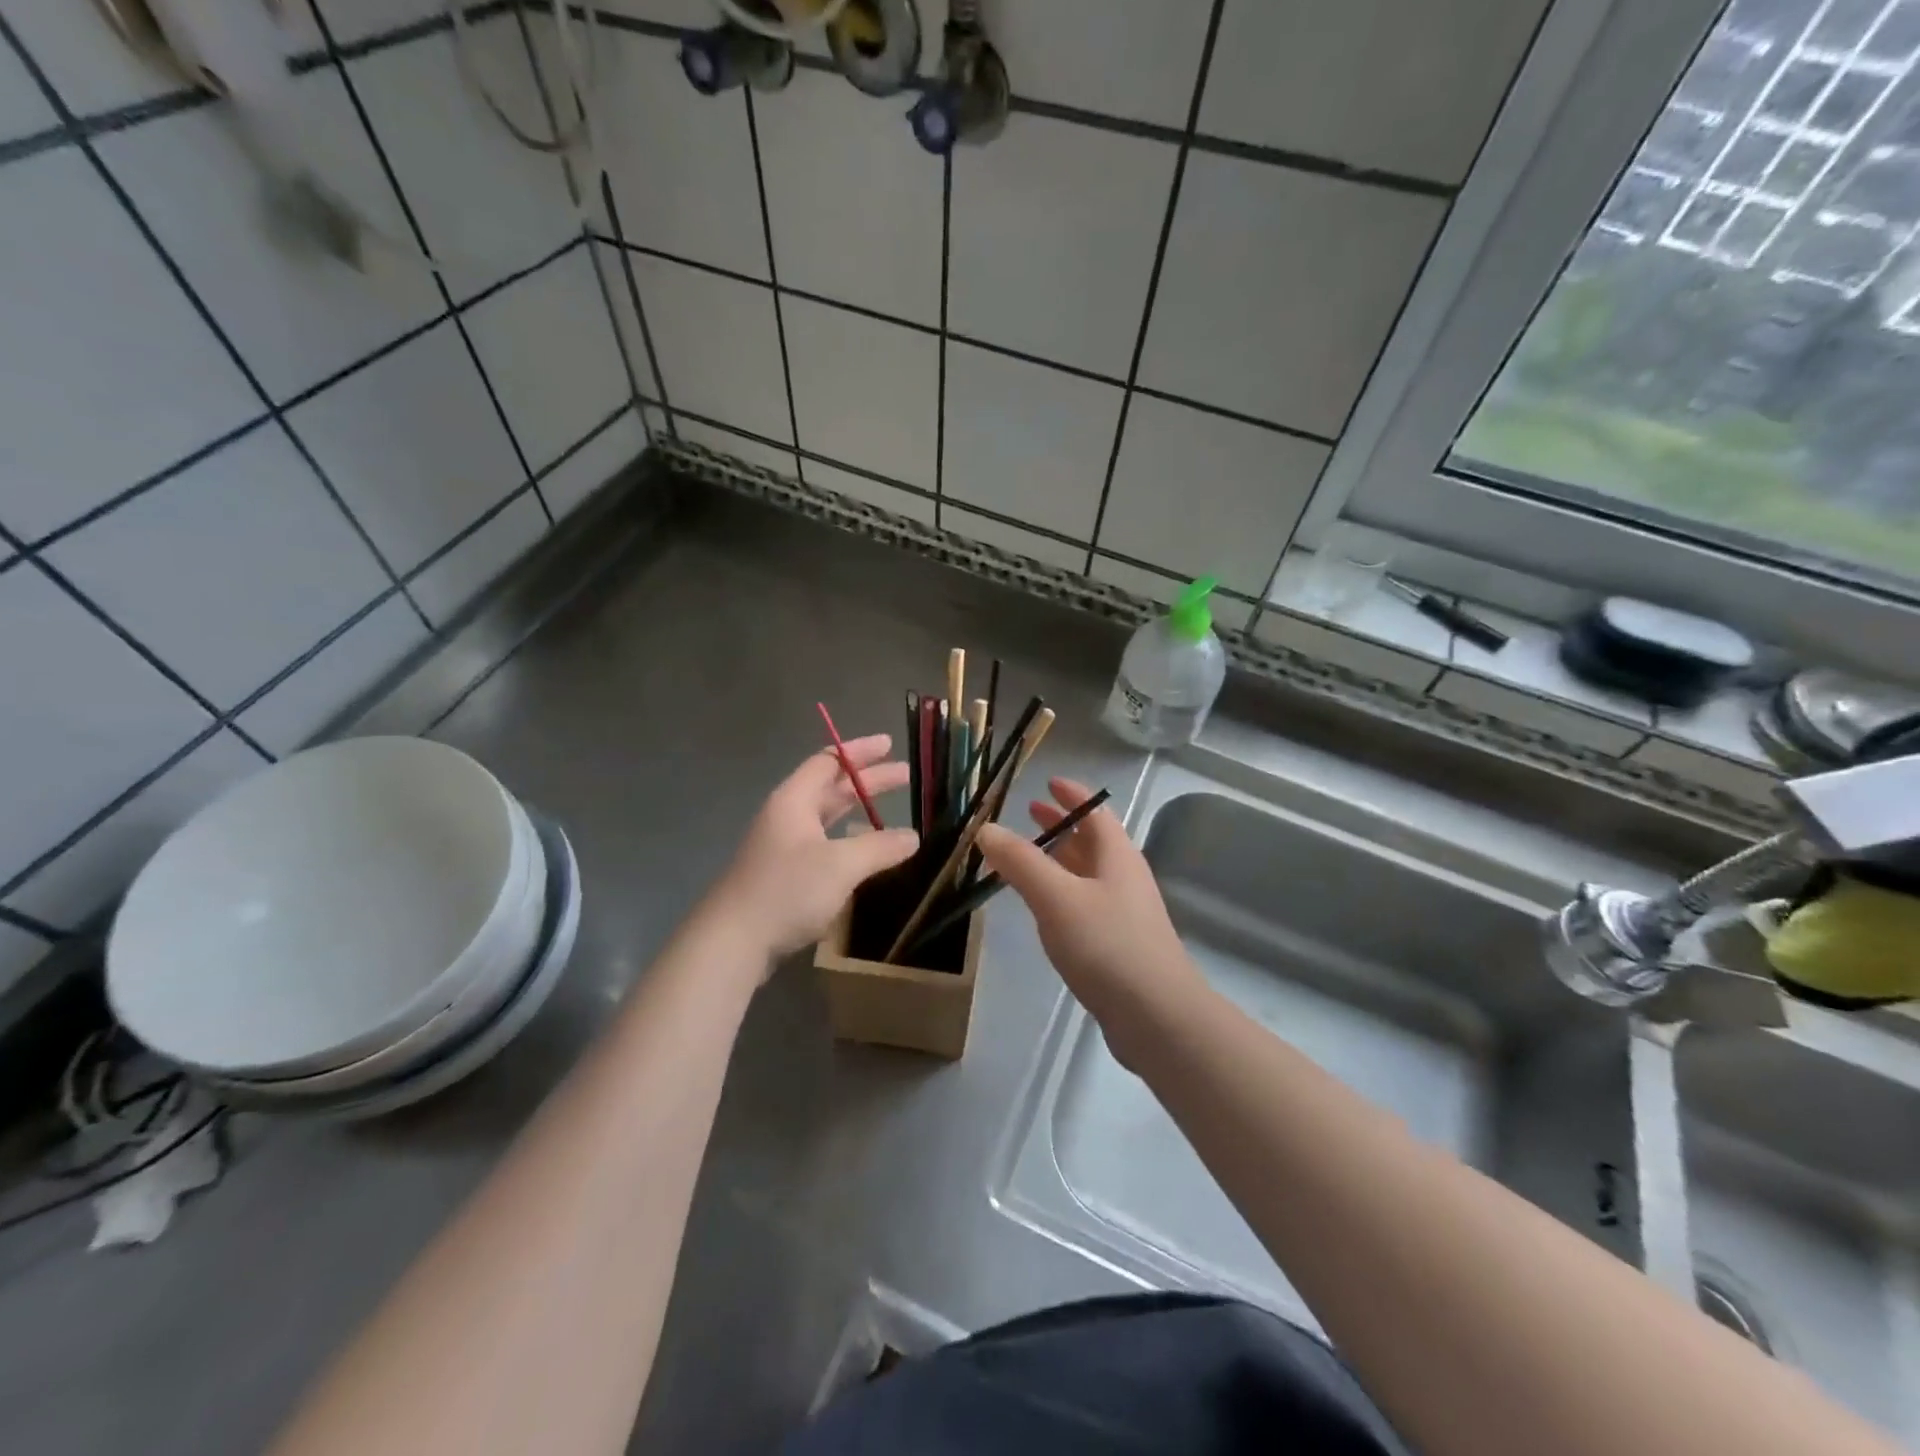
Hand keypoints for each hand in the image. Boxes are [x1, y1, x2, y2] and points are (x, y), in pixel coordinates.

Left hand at [707, 735, 918, 965]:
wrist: (733, 941)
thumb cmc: (786, 890)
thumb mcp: (840, 865)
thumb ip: (879, 847)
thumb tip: (913, 837)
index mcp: (795, 800)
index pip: (829, 761)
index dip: (860, 751)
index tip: (889, 744)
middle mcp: (788, 816)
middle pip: (832, 788)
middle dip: (869, 782)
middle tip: (906, 776)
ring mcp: (784, 847)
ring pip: (828, 819)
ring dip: (859, 813)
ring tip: (892, 815)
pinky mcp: (785, 875)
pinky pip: (824, 846)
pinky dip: (849, 842)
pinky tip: (867, 855)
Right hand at [977, 778, 1204, 1064]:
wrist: (1157, 1017)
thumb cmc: (1107, 945)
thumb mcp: (1056, 898)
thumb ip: (1020, 862)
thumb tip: (985, 828)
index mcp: (1117, 856)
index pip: (1095, 812)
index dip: (1072, 795)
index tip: (1048, 782)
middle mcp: (1125, 877)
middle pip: (1092, 840)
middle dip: (1062, 824)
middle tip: (1030, 813)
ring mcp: (1125, 912)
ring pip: (1089, 872)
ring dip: (1061, 858)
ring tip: (1029, 855)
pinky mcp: (1120, 944)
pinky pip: (1086, 902)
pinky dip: (1063, 891)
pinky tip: (1045, 907)